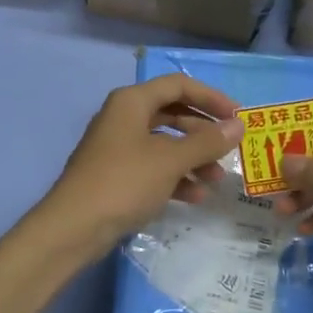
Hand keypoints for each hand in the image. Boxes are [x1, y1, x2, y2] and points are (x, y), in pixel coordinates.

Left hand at [30, 74, 241, 263]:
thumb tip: (238, 126)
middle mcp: (124, 117)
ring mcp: (118, 147)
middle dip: (204, 132)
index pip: (178, 85)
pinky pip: (154, 167)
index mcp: (132, 102)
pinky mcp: (117, 175)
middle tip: (231, 148)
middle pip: (173, 114)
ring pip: (165, 144)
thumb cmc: (124, 182)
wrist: (74, 227)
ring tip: (217, 179)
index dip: (211, 97)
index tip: (238, 116)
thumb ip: (207, 142)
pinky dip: (176, 177)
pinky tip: (196, 196)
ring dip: (193, 158)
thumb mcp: (170, 160)